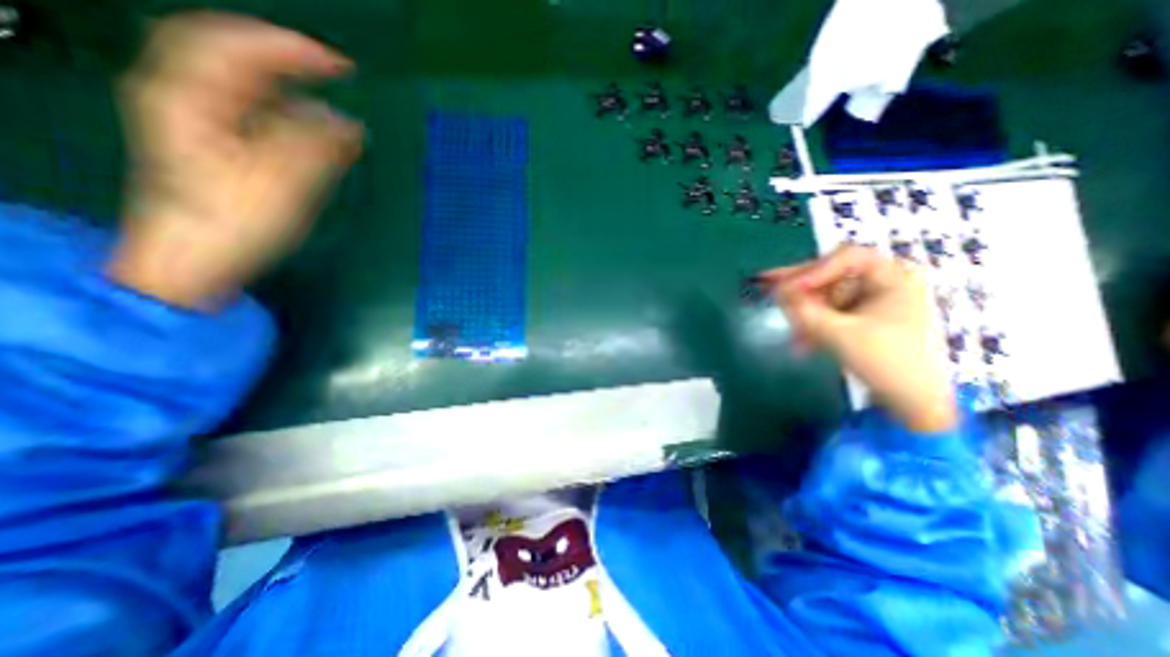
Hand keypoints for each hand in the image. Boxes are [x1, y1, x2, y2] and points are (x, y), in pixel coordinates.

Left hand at [110, 12, 363, 306]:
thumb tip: (349, 124)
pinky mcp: (213, 148)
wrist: (194, 262)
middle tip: (332, 73)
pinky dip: (282, 112)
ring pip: (240, 85)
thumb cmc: (235, 222)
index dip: (291, 48)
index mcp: (191, 97)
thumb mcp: (282, 182)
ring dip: (286, 86)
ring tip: (326, 100)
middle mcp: (184, 98)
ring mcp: (196, 123)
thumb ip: (317, 146)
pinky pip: (248, 112)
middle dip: (284, 59)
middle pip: (231, 56)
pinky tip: (308, 128)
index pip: (237, 47)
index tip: (343, 67)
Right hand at [760, 245, 958, 429]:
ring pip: (825, 297)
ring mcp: (871, 300)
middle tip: (764, 285)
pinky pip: (829, 313)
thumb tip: (776, 291)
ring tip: (786, 327)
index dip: (813, 270)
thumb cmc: (888, 362)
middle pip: (831, 275)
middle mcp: (883, 282)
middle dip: (799, 288)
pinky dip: (813, 325)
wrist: (914, 403)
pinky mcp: (861, 318)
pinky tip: (800, 343)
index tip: (787, 288)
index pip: (846, 259)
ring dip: (803, 312)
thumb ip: (805, 311)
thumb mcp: (840, 334)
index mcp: (893, 277)